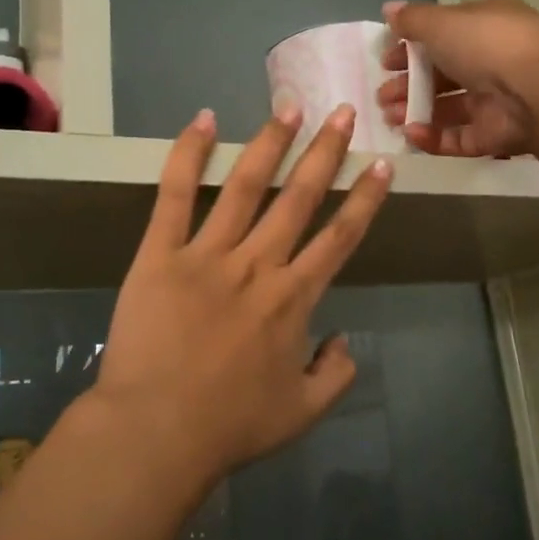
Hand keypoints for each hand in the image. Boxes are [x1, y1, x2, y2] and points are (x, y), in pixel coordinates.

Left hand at [90, 103, 392, 481]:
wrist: (156, 432)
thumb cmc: (231, 425)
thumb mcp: (303, 412)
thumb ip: (337, 374)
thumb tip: (344, 339)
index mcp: (294, 299)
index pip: (339, 237)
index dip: (365, 198)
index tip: (382, 164)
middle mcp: (258, 265)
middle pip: (300, 198)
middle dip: (325, 152)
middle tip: (342, 112)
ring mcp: (207, 255)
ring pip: (246, 186)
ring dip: (271, 143)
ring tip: (290, 107)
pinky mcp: (160, 255)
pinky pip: (175, 196)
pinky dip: (188, 156)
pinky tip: (203, 121)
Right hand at [377, 0, 538, 156]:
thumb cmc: (487, 44)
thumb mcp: (442, 22)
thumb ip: (412, 20)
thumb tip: (388, 9)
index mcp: (483, 26)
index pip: (442, 36)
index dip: (410, 49)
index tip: (385, 63)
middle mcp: (491, 61)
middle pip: (441, 76)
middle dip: (407, 85)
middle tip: (382, 97)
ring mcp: (495, 101)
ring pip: (447, 109)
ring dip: (415, 112)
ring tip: (389, 118)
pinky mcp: (495, 135)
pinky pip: (458, 138)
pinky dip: (433, 138)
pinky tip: (412, 135)